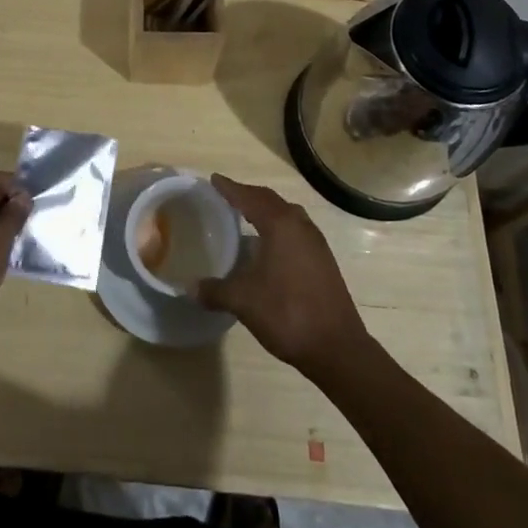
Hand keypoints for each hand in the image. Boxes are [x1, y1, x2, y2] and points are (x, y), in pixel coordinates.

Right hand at [198, 174, 369, 377]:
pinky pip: (296, 230)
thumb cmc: (288, 314)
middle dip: (248, 195)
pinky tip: (269, 247)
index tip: (214, 179)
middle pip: (270, 200)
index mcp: (280, 225)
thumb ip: (215, 290)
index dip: (230, 188)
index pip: (249, 197)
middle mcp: (300, 225)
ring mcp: (316, 242)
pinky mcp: (323, 260)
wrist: (338, 347)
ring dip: (266, 210)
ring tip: (246, 217)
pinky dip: (278, 227)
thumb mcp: (244, 301)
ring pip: (287, 214)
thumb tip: (189, 287)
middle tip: (227, 196)